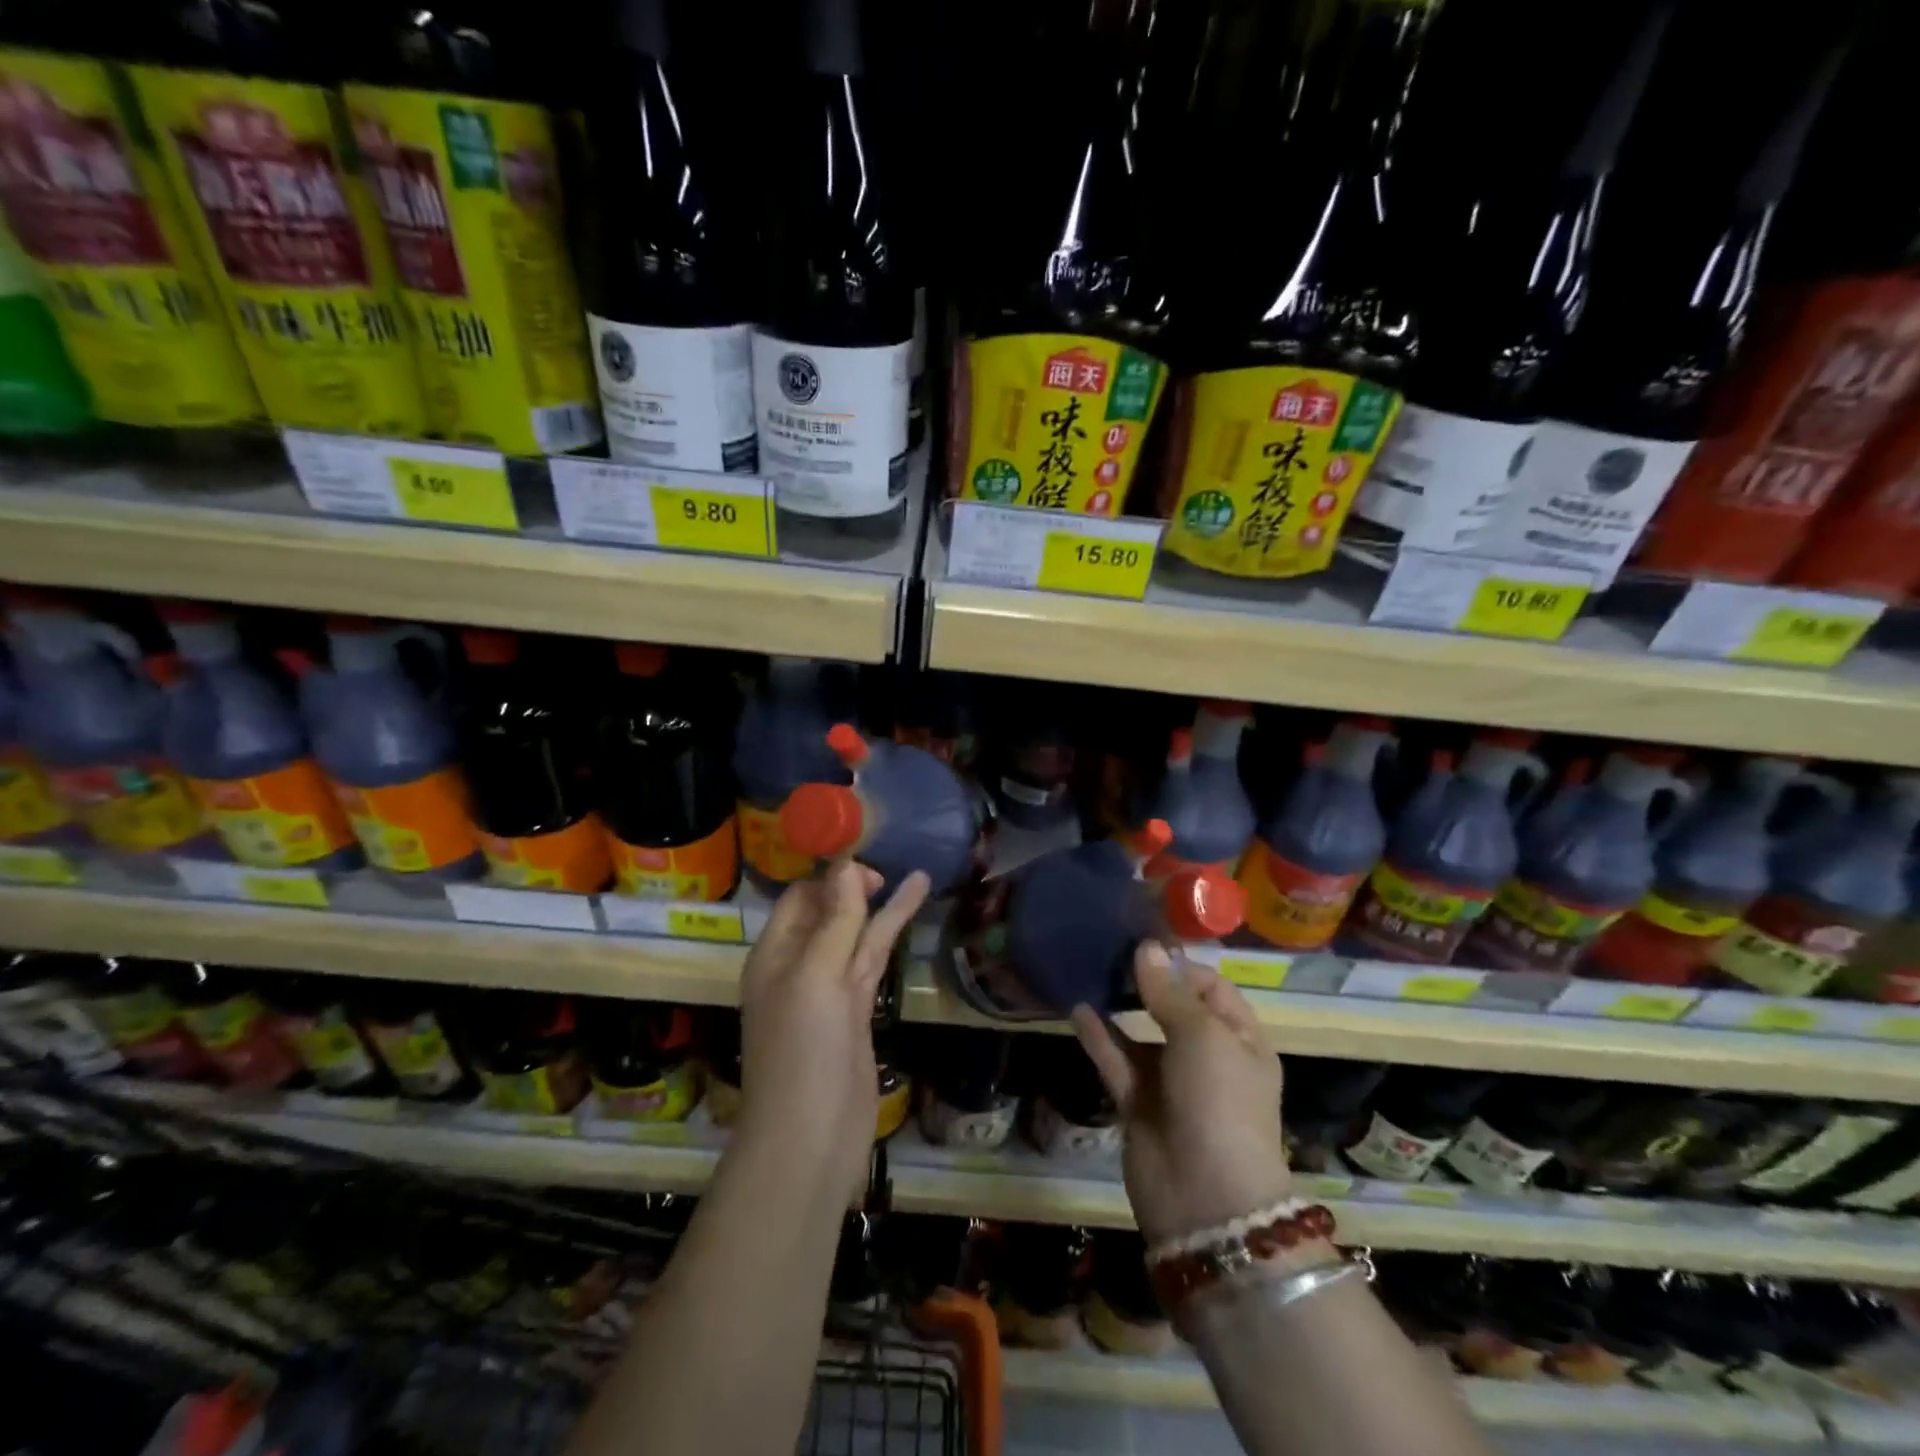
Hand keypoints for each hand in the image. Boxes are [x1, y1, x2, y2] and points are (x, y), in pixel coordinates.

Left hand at [736, 861, 929, 1204]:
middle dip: (855, 885)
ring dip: (881, 904)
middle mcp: (798, 966)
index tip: (865, 855)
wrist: (811, 1139)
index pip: (800, 897)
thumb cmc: (803, 1051)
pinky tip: (914, 905)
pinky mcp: (856, 1010)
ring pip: (856, 934)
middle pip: (828, 911)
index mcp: (774, 954)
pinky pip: (872, 959)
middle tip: (888, 867)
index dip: (829, 874)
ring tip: (917, 873)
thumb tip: (845, 864)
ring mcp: (829, 989)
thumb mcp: (815, 977)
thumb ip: (835, 920)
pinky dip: (892, 932)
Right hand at [1072, 942, 1290, 1245]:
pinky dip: (1099, 1036)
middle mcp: (1206, 1057)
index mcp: (1239, 1040)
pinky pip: (1117, 1060)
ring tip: (1089, 971)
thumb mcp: (1203, 1036)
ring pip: (1140, 1034)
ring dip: (1118, 1005)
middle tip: (1109, 951)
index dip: (1180, 966)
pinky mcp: (1138, 1104)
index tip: (1142, 944)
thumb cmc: (1219, 1102)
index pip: (1211, 988)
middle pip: (1173, 1007)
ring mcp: (1170, 1082)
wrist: (1205, 1198)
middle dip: (1145, 981)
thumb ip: (1169, 992)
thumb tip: (1147, 947)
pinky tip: (1077, 1007)